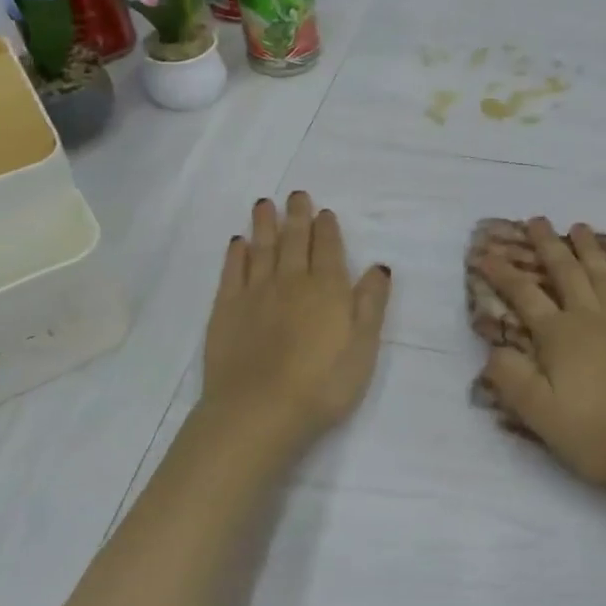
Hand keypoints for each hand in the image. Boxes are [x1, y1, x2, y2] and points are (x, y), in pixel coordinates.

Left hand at [200, 193, 391, 456]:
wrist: (259, 411)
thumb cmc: (323, 384)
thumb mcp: (363, 347)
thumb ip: (371, 304)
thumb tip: (379, 266)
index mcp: (328, 289)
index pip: (329, 249)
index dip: (327, 228)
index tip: (324, 211)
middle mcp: (292, 281)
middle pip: (295, 241)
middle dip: (297, 216)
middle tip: (296, 194)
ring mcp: (255, 293)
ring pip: (262, 249)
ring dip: (265, 225)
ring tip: (264, 204)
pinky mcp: (226, 310)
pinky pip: (233, 272)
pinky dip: (236, 254)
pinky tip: (238, 243)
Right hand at [479, 218, 605, 493]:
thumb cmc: (599, 433)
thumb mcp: (541, 415)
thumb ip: (512, 379)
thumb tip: (493, 349)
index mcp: (559, 336)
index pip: (524, 296)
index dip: (503, 273)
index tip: (486, 252)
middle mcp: (591, 318)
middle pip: (565, 273)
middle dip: (548, 245)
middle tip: (537, 220)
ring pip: (603, 275)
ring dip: (589, 249)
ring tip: (579, 227)